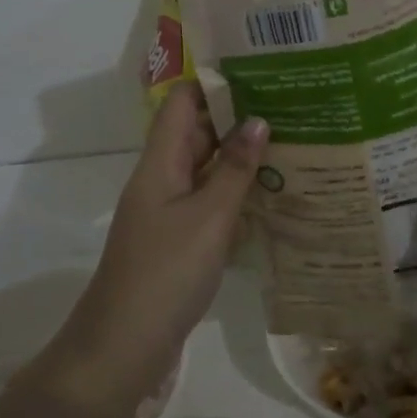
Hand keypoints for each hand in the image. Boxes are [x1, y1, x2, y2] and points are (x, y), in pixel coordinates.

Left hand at [54, 84, 267, 407]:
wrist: (123, 347)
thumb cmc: (165, 273)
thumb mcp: (207, 217)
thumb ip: (234, 169)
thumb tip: (258, 120)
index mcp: (160, 163)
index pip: (182, 104)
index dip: (214, 82)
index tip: (259, 69)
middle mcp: (161, 179)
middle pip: (197, 133)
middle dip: (238, 117)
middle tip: (290, 105)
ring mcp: (168, 212)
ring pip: (206, 170)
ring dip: (240, 157)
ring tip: (292, 142)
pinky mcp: (178, 241)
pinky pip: (209, 203)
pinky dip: (236, 194)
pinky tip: (273, 195)